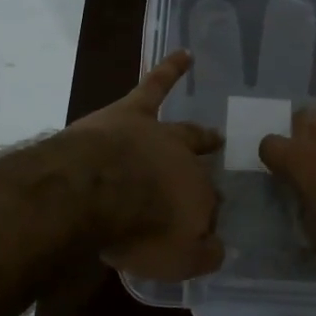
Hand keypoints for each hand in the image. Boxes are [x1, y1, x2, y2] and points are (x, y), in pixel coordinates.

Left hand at [64, 50, 225, 280]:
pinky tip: (185, 54)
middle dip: (205, 175)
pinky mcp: (132, 112)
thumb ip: (202, 255)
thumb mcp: (176, 260)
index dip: (203, 219)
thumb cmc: (138, 230)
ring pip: (184, 131)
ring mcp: (159, 135)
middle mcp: (186, 164)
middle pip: (199, 169)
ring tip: (213, 133)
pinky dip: (170, 69)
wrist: (96, 190)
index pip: (207, 208)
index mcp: (198, 200)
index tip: (200, 230)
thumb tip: (218, 248)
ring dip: (199, 134)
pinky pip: (155, 86)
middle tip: (214, 183)